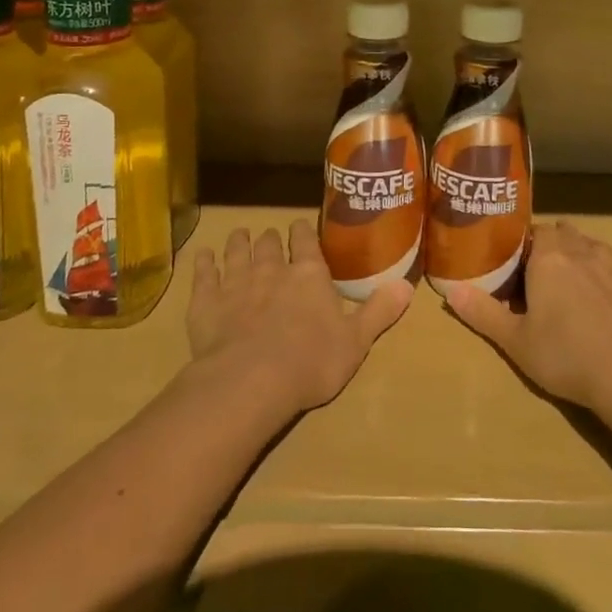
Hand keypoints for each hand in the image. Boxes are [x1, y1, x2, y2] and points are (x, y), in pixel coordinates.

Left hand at [188, 219, 412, 415]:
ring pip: (237, 250)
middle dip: (271, 239)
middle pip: (270, 243)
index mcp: (309, 274)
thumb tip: (408, 286)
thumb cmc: (310, 362)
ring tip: (240, 236)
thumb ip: (379, 311)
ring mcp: (236, 282)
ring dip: (239, 242)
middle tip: (271, 239)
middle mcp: (272, 268)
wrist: (250, 382)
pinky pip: (203, 273)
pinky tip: (203, 257)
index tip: (300, 229)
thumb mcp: (356, 342)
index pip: (306, 240)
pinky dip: (204, 262)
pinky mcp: (206, 301)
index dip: (303, 232)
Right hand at [445, 220, 611, 412]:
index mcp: (549, 258)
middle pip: (565, 232)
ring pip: (597, 245)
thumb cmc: (565, 356)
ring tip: (575, 274)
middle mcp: (583, 252)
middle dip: (553, 243)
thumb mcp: (514, 341)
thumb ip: (482, 312)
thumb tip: (449, 290)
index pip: (535, 231)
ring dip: (585, 252)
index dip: (524, 243)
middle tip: (540, 270)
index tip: (516, 262)